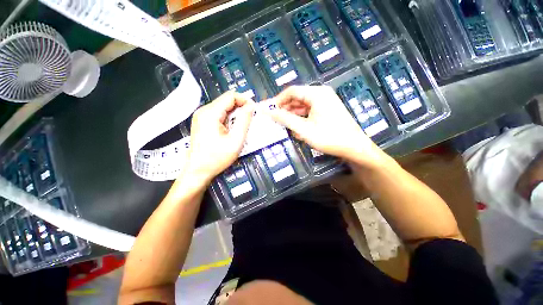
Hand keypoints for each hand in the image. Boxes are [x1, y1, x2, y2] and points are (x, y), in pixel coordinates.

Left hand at [186, 91, 255, 184]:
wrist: (198, 171)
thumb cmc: (217, 158)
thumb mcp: (236, 140)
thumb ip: (244, 121)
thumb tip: (251, 106)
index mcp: (210, 113)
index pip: (231, 96)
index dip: (245, 100)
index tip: (254, 110)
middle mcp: (204, 111)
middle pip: (226, 101)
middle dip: (241, 107)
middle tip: (250, 119)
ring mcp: (201, 116)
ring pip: (223, 107)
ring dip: (235, 114)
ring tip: (242, 126)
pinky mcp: (202, 122)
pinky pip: (218, 114)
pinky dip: (228, 118)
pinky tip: (232, 129)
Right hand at [267, 86, 386, 167]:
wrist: (354, 147)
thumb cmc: (329, 137)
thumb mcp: (304, 129)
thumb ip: (285, 119)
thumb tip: (268, 111)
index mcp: (316, 93)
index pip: (291, 91)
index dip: (278, 100)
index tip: (269, 111)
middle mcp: (321, 94)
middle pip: (297, 98)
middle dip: (286, 110)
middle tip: (277, 122)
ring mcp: (325, 102)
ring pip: (303, 106)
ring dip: (294, 117)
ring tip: (288, 129)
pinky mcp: (327, 110)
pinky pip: (309, 112)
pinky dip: (302, 120)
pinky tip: (299, 130)